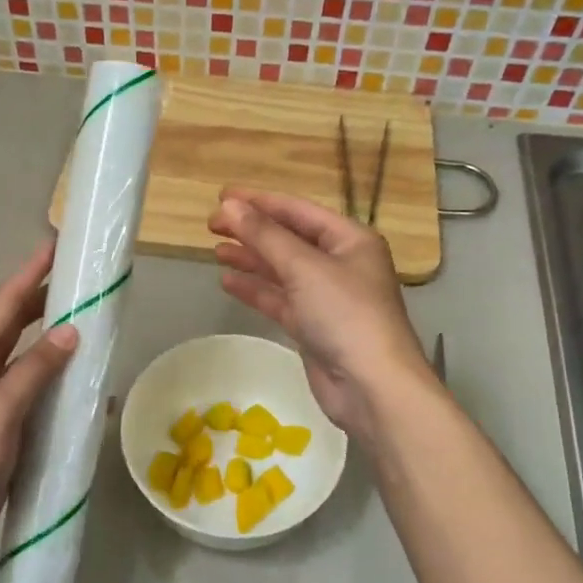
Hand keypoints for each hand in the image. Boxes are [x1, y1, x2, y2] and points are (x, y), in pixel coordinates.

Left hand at [0, 240, 78, 566]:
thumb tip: (70, 330)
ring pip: (28, 359)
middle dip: (43, 301)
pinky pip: (37, 394)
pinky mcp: (6, 428)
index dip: (29, 275)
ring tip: (89, 324)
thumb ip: (34, 369)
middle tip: (79, 281)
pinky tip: (85, 386)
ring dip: (54, 341)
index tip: (54, 247)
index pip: (3, 305)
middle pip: (14, 326)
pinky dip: (59, 383)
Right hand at [209, 187, 432, 439]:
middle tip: (211, 224)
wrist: (371, 385)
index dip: (259, 202)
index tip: (222, 197)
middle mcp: (340, 264)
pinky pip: (280, 299)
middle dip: (251, 230)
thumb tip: (229, 206)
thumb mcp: (303, 267)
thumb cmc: (345, 314)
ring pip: (282, 270)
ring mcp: (326, 297)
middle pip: (288, 239)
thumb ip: (264, 235)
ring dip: (251, 259)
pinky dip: (256, 289)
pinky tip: (228, 281)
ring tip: (215, 250)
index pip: (298, 211)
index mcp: (349, 240)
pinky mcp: (313, 326)